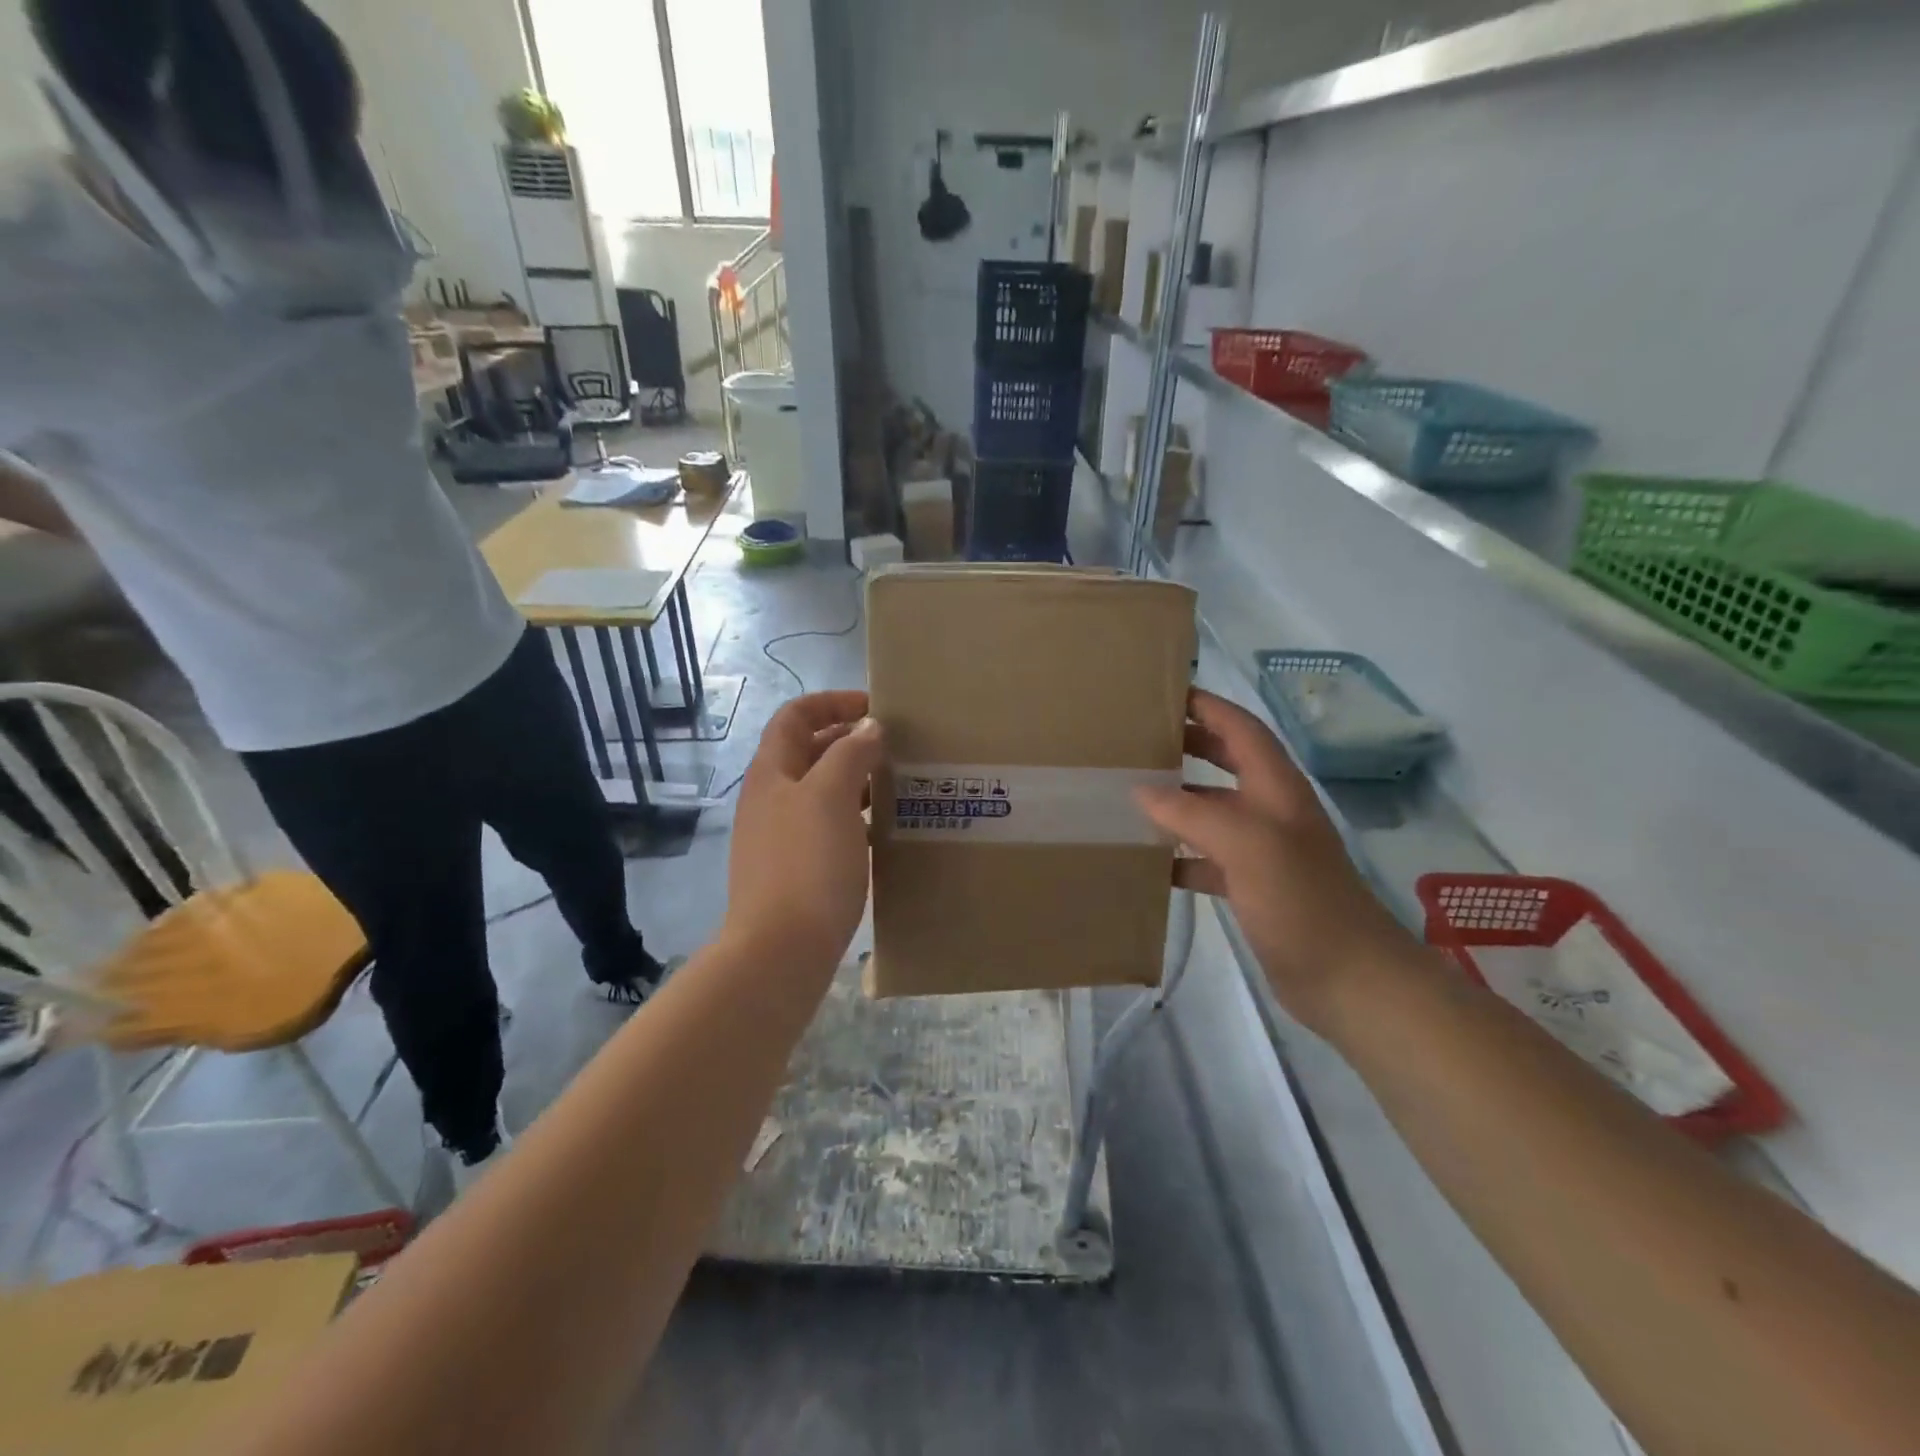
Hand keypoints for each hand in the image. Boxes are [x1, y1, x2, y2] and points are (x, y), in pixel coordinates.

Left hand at [724, 691, 883, 973]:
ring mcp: (781, 836)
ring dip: (856, 779)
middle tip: (896, 746)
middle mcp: (771, 798)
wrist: (780, 951)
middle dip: (849, 740)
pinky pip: (827, 826)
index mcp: (773, 772)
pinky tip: (881, 830)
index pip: (795, 716)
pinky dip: (854, 816)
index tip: (876, 708)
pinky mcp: (796, 869)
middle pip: (808, 751)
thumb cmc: (807, 863)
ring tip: (897, 784)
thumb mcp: (832, 796)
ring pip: (821, 791)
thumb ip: (850, 753)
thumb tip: (868, 727)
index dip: (832, 702)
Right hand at [1139, 689, 1413, 1033]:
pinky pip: (1207, 856)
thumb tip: (1142, 791)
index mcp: (1277, 788)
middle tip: (1137, 739)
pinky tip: (1148, 859)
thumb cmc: (1302, 901)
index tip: (1162, 694)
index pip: (1241, 728)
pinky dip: (1179, 852)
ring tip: (1130, 792)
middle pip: (1226, 760)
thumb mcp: (1247, 845)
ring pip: (1212, 809)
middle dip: (1188, 744)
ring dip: (1177, 798)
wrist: (1348, 979)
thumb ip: (1193, 813)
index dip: (1207, 706)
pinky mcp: (1252, 885)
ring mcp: (1262, 849)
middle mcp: (1270, 810)